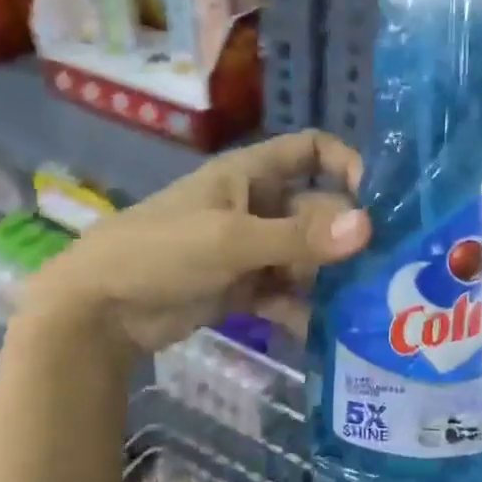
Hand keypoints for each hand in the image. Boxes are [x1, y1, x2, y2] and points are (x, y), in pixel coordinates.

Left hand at [16, 131, 369, 356]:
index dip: (345, 163)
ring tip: (363, 305)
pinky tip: (324, 331)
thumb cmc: (161, 252)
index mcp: (250, 175)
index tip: (374, 198)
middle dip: (344, 236)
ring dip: (329, 278)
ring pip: (305, 256)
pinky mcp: (243, 288)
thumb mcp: (231, 240)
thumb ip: (298, 237)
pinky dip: (303, 309)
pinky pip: (286, 293)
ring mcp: (250, 250)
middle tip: (381, 270)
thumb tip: (367, 226)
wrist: (99, 310)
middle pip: (317, 211)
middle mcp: (256, 207)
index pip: (309, 150)